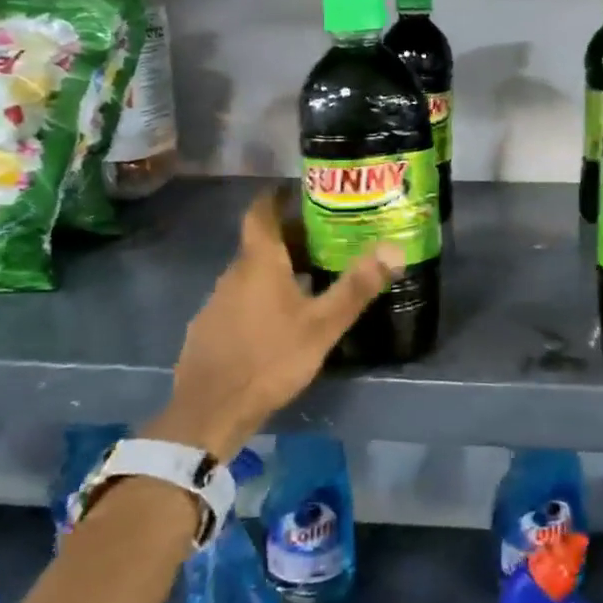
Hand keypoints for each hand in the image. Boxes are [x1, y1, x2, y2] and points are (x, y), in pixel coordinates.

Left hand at [145, 189, 401, 458]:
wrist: (210, 411)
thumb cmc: (270, 359)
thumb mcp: (322, 326)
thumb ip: (356, 287)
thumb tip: (394, 249)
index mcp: (259, 263)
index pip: (261, 212)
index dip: (278, 196)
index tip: (300, 191)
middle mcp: (232, 273)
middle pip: (261, 243)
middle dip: (291, 237)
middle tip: (327, 239)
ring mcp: (216, 302)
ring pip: (251, 273)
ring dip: (278, 268)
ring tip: (311, 277)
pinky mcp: (208, 329)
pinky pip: (240, 299)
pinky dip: (262, 295)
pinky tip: (280, 320)